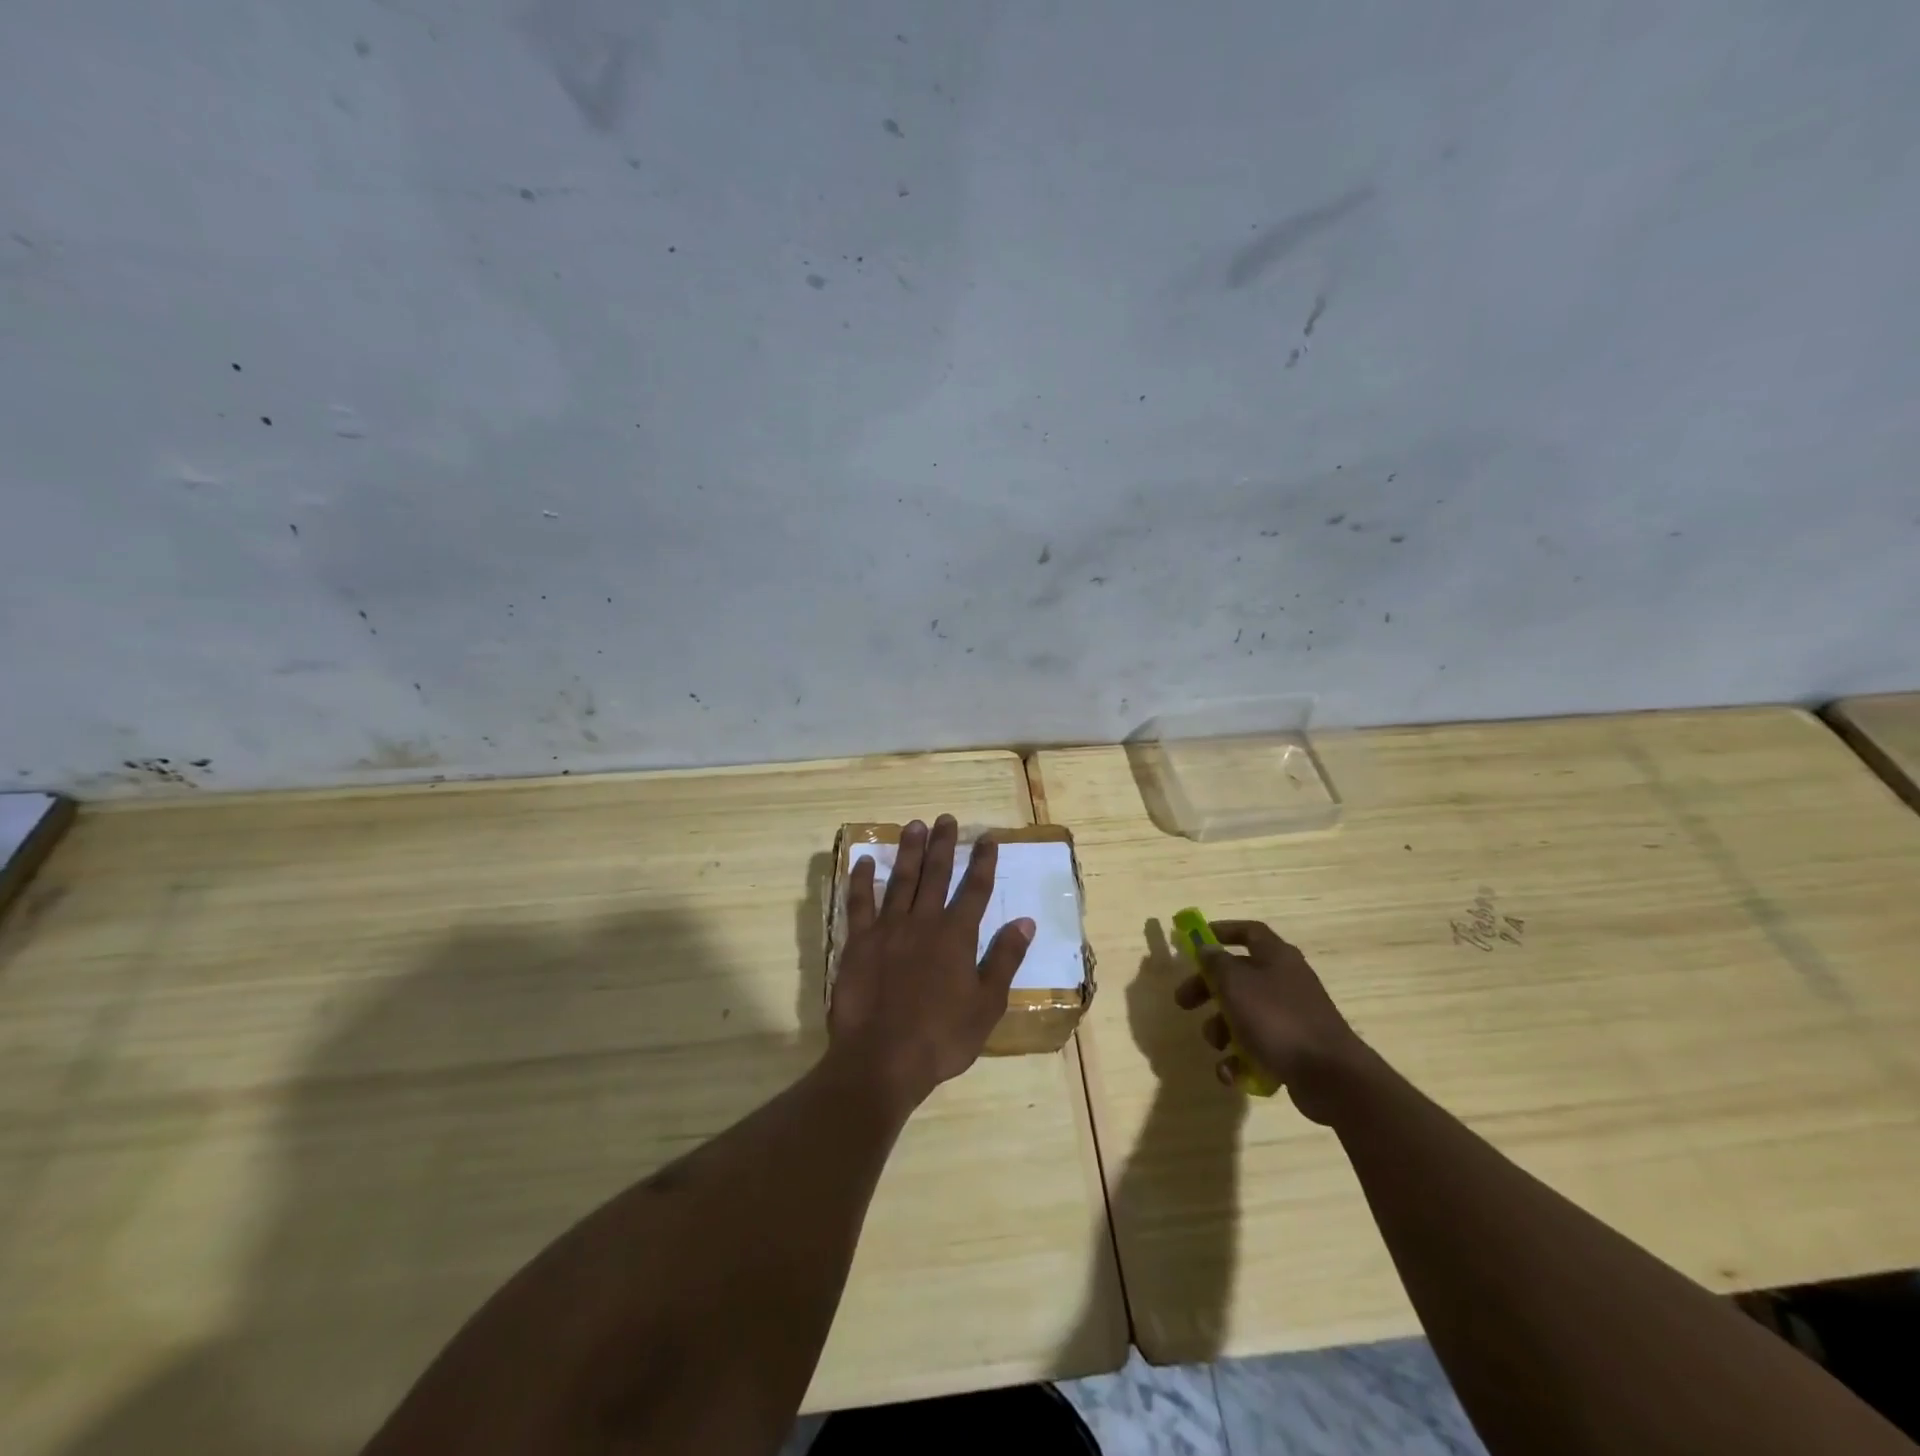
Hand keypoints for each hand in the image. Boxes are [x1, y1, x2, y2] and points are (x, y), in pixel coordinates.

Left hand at [829, 815, 1034, 1110]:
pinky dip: (862, 880)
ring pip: (901, 880)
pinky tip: (865, 861)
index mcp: (956, 936)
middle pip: (936, 874)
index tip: (987, 838)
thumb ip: (1004, 959)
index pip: (974, 889)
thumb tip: (1025, 920)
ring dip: (908, 851)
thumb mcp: (986, 1005)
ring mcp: (888, 929)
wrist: (882, 1059)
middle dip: (943, 845)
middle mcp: (923, 922)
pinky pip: (859, 903)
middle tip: (946, 818)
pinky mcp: (858, 942)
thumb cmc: (941, 1038)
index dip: (982, 862)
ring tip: (914, 825)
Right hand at [1174, 920, 1370, 1123]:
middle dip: (1208, 990)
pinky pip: (1258, 1047)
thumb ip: (1216, 963)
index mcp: (1276, 957)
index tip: (1196, 942)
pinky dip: (1240, 1059)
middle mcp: (1285, 981)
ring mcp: (1292, 1017)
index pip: (1249, 932)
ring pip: (1244, 1015)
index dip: (1222, 931)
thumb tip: (1206, 948)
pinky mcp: (1294, 1049)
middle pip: (1238, 976)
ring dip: (1222, 1029)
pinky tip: (1230, 1073)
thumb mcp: (1236, 984)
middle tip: (1184, 1003)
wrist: (1330, 1076)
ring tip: (1216, 1045)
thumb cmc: (1277, 1019)